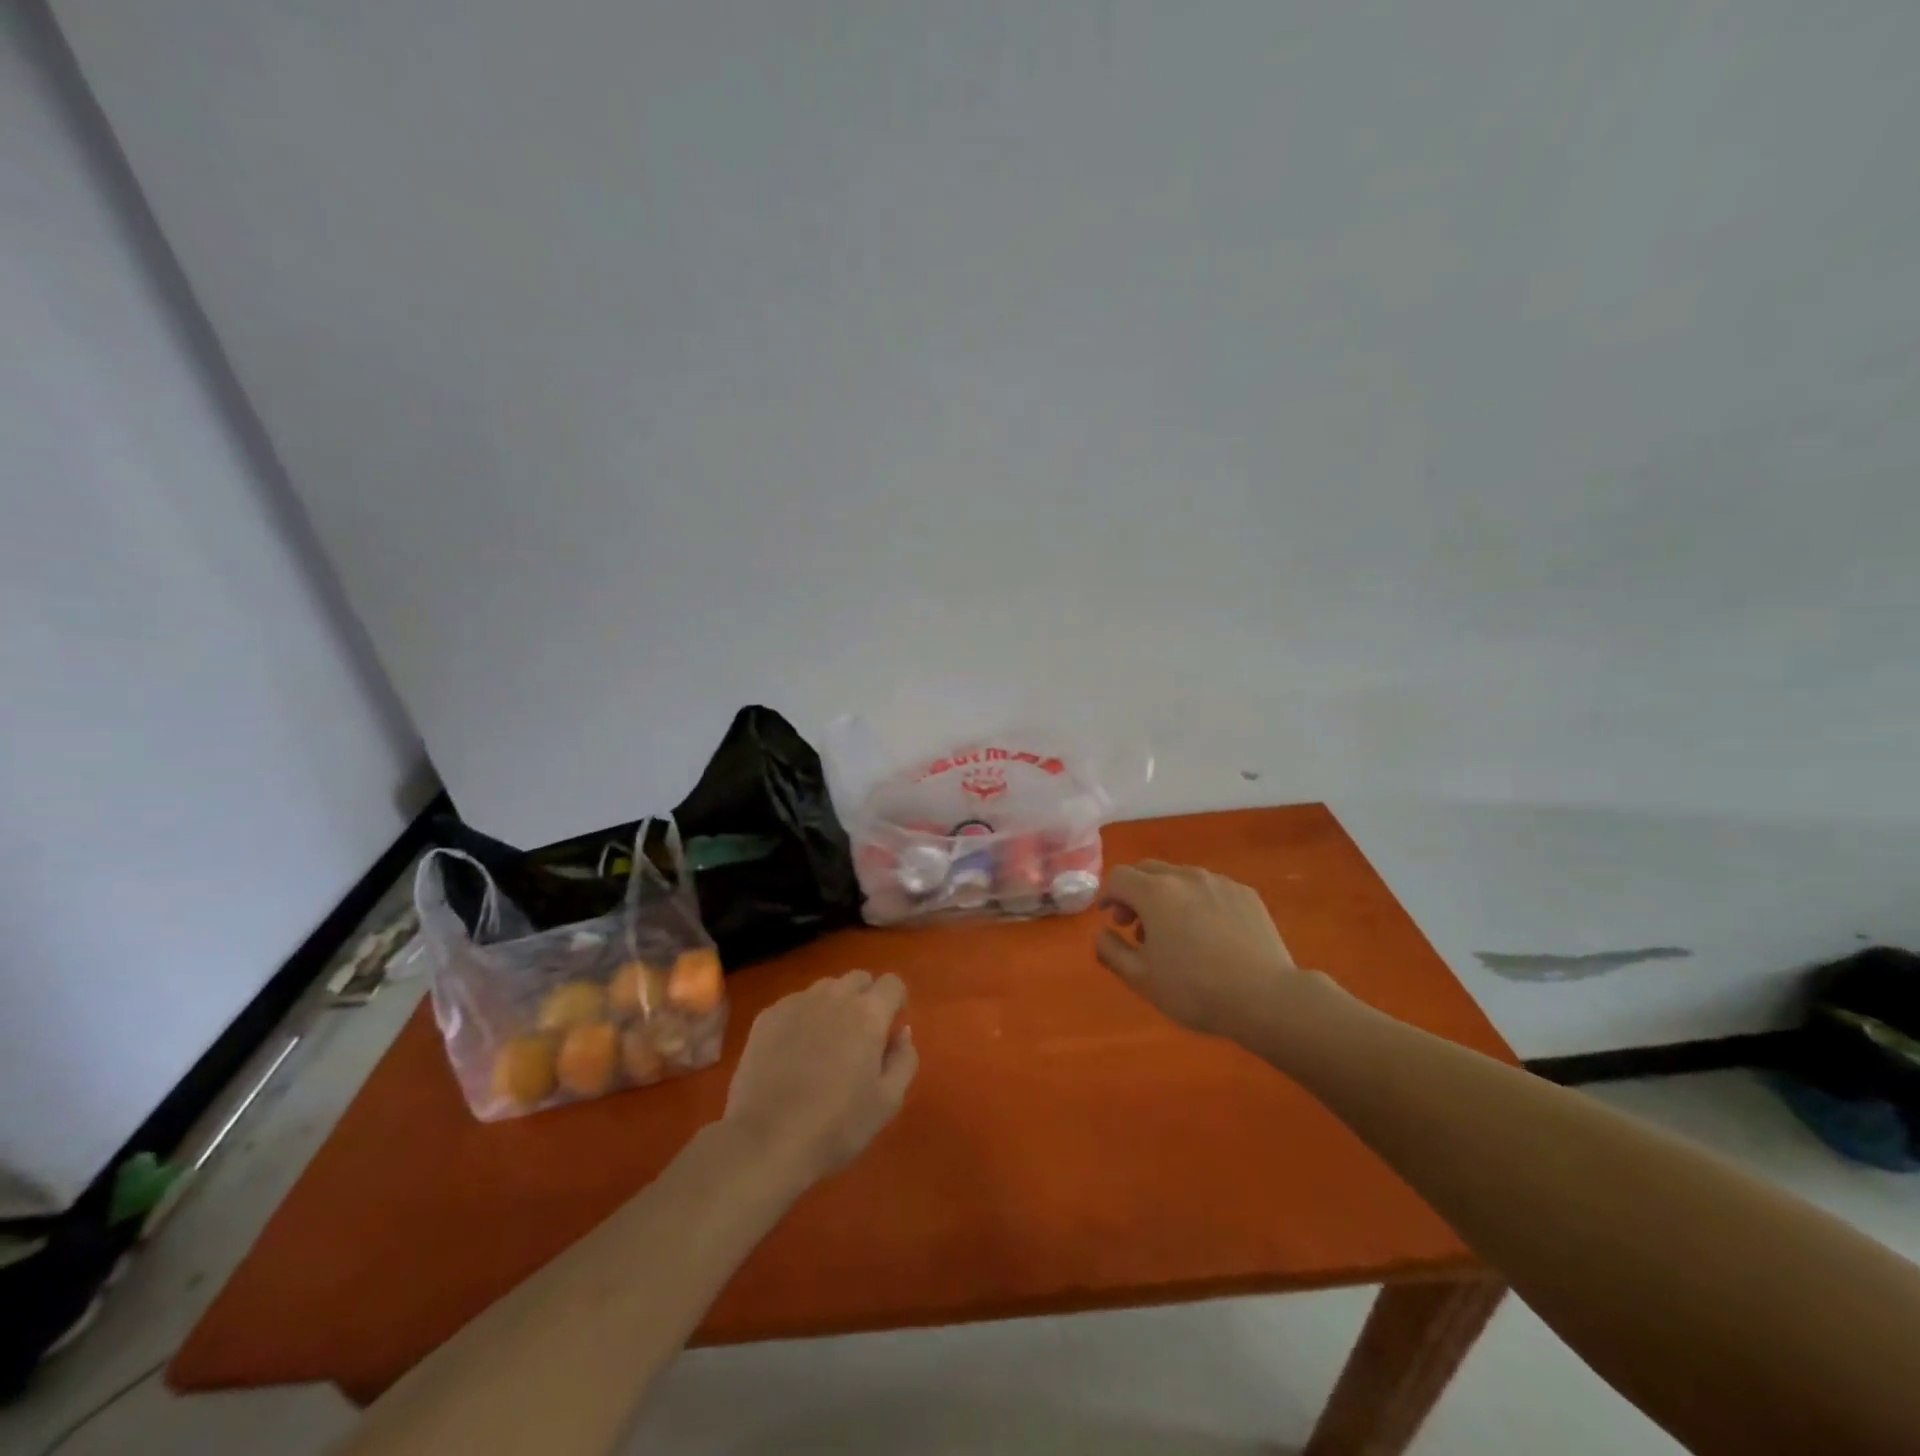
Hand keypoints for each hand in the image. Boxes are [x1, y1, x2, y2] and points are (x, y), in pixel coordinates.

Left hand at [722, 970, 918, 1185]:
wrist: (766, 1142)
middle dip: (866, 998)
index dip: (896, 1001)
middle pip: (858, 978)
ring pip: (825, 988)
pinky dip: (803, 1017)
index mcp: (868, 1013)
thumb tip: (901, 1031)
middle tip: (860, 1036)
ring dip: (834, 1004)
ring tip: (825, 1042)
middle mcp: (834, 996)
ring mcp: (796, 1003)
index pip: (892, 983)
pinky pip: (794, 1003)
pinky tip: (794, 1051)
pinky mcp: (767, 1017)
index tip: (890, 1027)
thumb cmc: (836, 1126)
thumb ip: (904, 1059)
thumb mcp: (888, 1101)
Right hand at [1096, 861, 1318, 1039]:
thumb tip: (1101, 934)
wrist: (1267, 998)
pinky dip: (1198, 902)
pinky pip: (1211, 888)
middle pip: (1148, 870)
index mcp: (1155, 893)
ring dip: (1167, 897)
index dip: (1107, 895)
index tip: (1110, 919)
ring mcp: (1219, 882)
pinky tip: (1209, 934)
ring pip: (1181, 878)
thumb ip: (1111, 951)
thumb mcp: (1141, 980)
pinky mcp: (1246, 894)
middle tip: (1136, 926)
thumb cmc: (1196, 990)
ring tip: (1175, 933)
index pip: (1118, 877)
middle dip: (1135, 892)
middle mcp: (1185, 877)